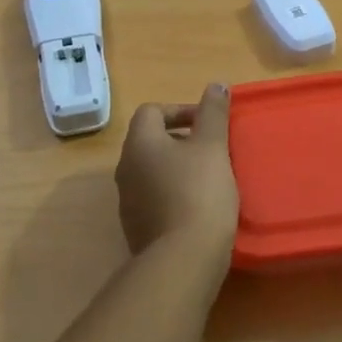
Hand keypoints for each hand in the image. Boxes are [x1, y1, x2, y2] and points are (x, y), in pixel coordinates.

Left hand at [116, 84, 239, 255]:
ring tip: (209, 178)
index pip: (151, 111)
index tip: (207, 124)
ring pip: (152, 171)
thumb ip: (213, 113)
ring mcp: (127, 201)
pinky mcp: (136, 228)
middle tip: (212, 149)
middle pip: (150, 141)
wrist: (184, 258)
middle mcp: (125, 169)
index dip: (180, 110)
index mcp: (139, 143)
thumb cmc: (199, 191)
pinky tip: (198, 207)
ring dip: (177, 168)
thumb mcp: (213, 146)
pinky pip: (154, 199)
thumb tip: (215, 84)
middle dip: (181, 140)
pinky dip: (173, 194)